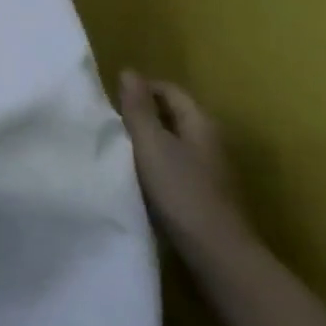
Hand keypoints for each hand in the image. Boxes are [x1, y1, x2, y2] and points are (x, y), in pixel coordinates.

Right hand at [116, 71, 254, 264]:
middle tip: (109, 122)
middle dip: (142, 114)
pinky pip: (174, 166)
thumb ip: (138, 109)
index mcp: (200, 123)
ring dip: (147, 141)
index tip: (111, 100)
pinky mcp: (203, 194)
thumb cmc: (182, 191)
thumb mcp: (152, 144)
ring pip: (172, 142)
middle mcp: (209, 141)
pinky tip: (136, 177)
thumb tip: (129, 71)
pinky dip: (154, 164)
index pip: (169, 90)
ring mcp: (209, 169)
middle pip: (172, 115)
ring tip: (116, 148)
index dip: (141, 89)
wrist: (216, 253)